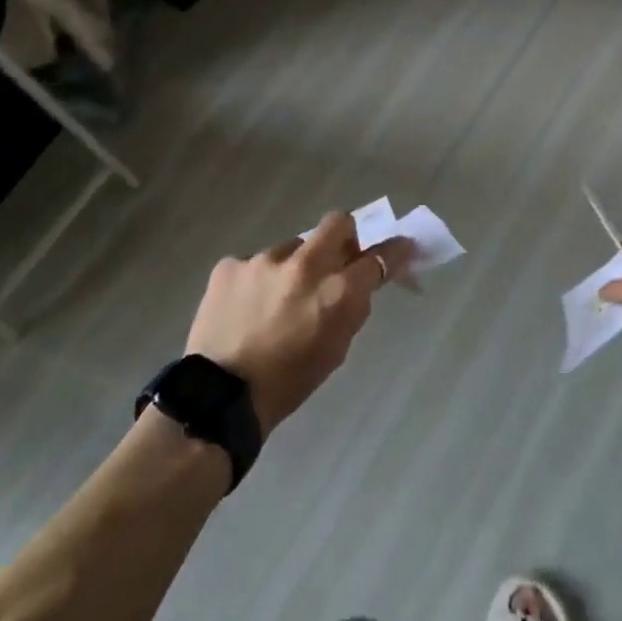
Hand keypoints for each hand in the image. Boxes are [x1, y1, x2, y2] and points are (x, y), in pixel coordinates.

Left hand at [187, 213, 414, 436]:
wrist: (220, 397)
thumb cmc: (289, 382)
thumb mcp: (335, 349)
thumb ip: (351, 307)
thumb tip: (359, 282)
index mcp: (336, 292)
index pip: (378, 257)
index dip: (394, 251)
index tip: (401, 247)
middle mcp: (304, 265)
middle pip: (338, 223)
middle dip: (345, 236)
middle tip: (337, 258)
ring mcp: (263, 260)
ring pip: (292, 247)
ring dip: (293, 267)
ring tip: (276, 300)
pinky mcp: (230, 264)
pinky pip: (255, 263)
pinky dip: (258, 280)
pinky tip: (247, 307)